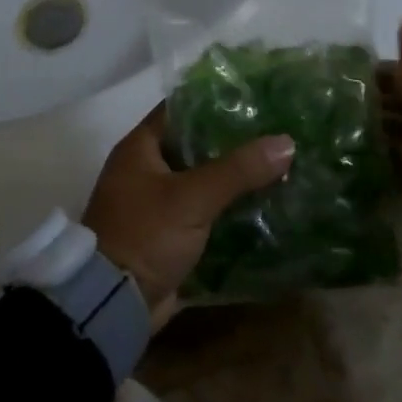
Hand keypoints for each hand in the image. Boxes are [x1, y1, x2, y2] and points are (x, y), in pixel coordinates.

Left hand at [83, 105, 294, 325]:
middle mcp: (145, 170)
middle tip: (275, 132)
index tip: (254, 98)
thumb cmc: (145, 234)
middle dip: (232, 142)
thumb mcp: (192, 197)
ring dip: (234, 178)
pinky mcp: (169, 234)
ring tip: (279, 164)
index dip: (214, 101)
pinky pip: (204, 211)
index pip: (180, 109)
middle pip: (195, 145)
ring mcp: (156, 204)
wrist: (114, 303)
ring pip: (202, 180)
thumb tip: (287, 142)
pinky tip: (264, 203)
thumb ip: (238, 169)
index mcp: (139, 149)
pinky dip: (228, 208)